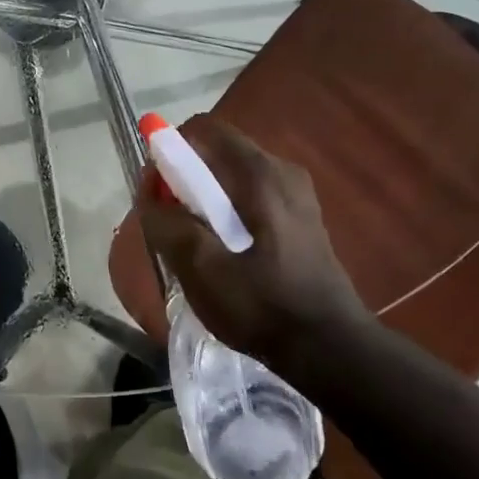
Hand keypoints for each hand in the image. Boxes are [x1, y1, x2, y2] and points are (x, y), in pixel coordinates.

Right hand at [138, 115, 372, 366]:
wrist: (328, 349)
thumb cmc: (263, 306)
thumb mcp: (201, 268)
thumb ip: (167, 225)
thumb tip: (149, 196)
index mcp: (261, 174)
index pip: (204, 130)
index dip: (170, 152)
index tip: (156, 191)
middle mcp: (282, 172)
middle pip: (217, 154)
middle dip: (183, 181)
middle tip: (169, 224)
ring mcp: (296, 195)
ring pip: (231, 179)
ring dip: (203, 201)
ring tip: (192, 245)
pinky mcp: (300, 219)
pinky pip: (249, 199)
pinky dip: (225, 214)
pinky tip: (222, 254)